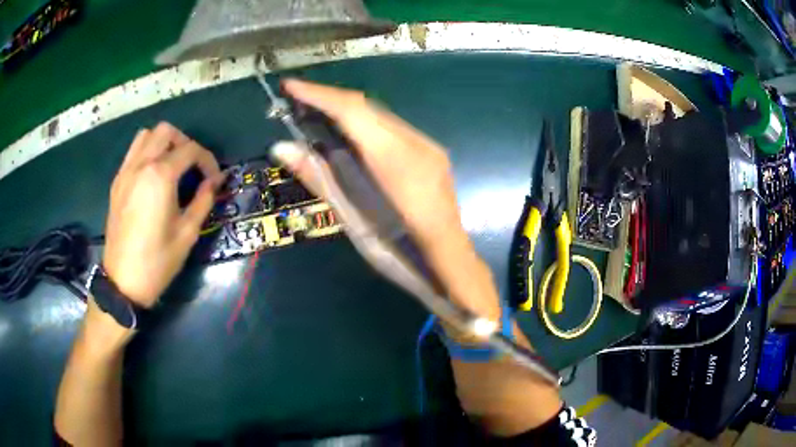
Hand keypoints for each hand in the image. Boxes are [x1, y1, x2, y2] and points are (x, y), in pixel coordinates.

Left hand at [103, 123, 221, 307]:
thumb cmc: (158, 261)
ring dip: (163, 142)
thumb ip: (203, 200)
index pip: (190, 150)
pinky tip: (153, 175)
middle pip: (166, 131)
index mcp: (160, 176)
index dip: (208, 161)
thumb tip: (215, 182)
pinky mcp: (117, 182)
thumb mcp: (187, 234)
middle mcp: (141, 165)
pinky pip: (133, 152)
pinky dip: (147, 152)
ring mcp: (126, 172)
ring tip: (172, 164)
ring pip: (146, 135)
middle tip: (193, 166)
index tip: (215, 179)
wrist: (123, 282)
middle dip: (185, 143)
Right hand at [271, 80, 500, 320]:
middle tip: (296, 100)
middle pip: (368, 108)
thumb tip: (282, 147)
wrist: (450, 264)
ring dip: (347, 110)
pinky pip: (392, 128)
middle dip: (330, 98)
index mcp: (397, 163)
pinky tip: (349, 134)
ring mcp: (429, 147)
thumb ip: (320, 179)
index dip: (320, 94)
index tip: (290, 85)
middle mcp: (417, 144)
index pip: (354, 112)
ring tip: (315, 113)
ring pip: (381, 116)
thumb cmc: (400, 255)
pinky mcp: (432, 153)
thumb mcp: (353, 221)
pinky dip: (364, 124)